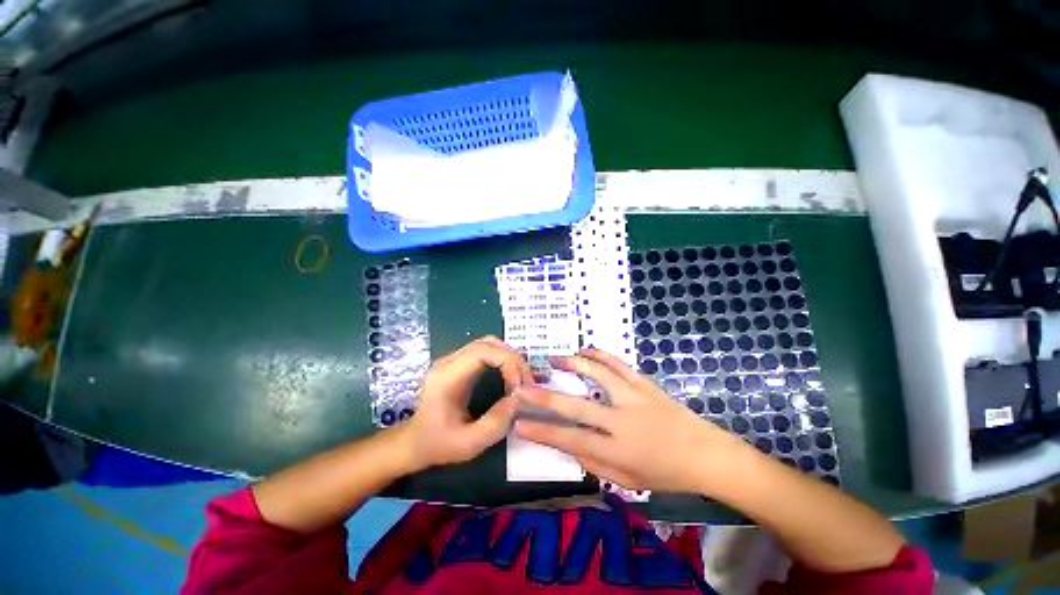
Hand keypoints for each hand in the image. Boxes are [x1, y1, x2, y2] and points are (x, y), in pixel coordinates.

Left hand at [397, 336, 532, 471]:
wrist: (414, 442)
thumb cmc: (438, 444)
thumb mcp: (469, 443)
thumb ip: (496, 423)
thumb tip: (519, 398)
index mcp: (447, 377)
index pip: (482, 351)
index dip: (508, 362)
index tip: (520, 385)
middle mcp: (449, 361)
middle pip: (488, 343)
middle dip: (512, 358)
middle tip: (525, 381)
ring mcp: (453, 359)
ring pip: (488, 343)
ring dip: (509, 357)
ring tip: (520, 379)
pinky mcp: (459, 363)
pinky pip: (485, 350)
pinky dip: (502, 358)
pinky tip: (510, 375)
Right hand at [514, 348, 750, 494]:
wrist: (705, 453)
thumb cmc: (666, 474)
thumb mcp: (629, 481)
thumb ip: (595, 464)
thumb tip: (570, 445)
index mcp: (617, 451)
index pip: (570, 440)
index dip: (542, 432)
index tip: (519, 423)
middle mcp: (621, 421)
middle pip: (575, 406)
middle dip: (544, 396)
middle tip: (522, 387)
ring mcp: (633, 397)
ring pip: (596, 374)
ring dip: (572, 364)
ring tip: (554, 358)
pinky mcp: (644, 383)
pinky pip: (618, 364)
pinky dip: (600, 354)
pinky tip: (586, 349)